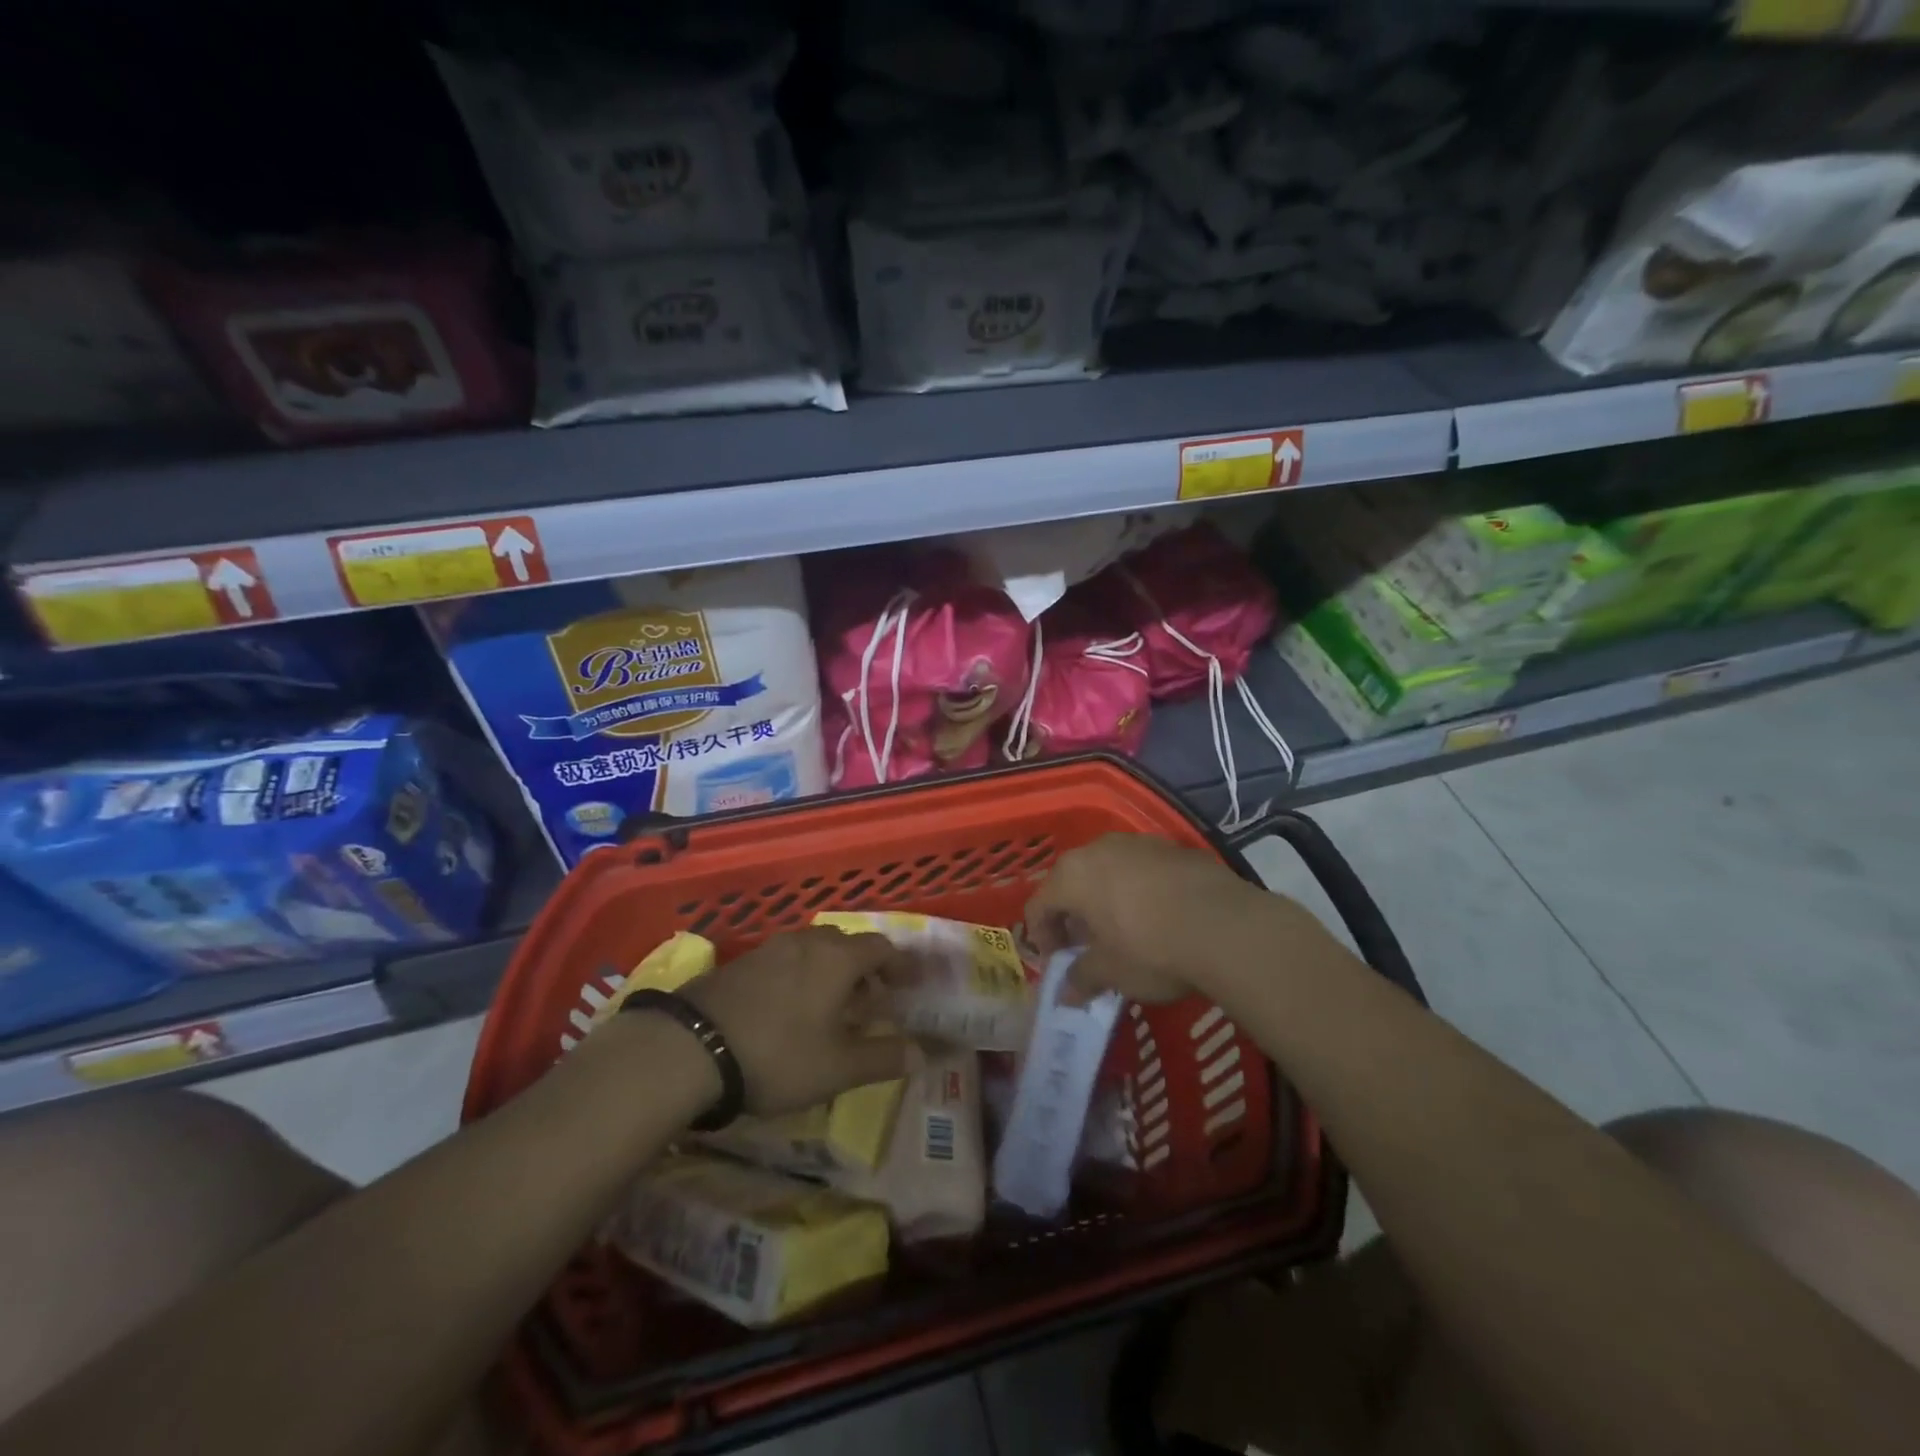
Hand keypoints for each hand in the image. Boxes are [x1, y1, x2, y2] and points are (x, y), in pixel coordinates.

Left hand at [682, 928, 909, 1116]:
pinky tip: (788, 1008)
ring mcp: (769, 949)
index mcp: (838, 959)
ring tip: (829, 1006)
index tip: (909, 985)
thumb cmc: (778, 1055)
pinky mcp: (739, 963)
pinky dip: (799, 976)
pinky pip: (783, 960)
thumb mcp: (838, 1067)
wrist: (691, 1048)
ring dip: (829, 970)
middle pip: (846, 943)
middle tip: (870, 999)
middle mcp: (807, 942)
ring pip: (812, 949)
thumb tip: (923, 1053)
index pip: (881, 948)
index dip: (899, 965)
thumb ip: (883, 1058)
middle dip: (863, 968)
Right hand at [1025, 833, 1300, 1004]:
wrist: (1226, 927)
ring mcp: (1138, 843)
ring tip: (1121, 930)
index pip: (1039, 905)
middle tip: (1085, 946)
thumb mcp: (1111, 973)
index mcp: (1072, 876)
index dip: (1042, 936)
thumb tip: (1065, 994)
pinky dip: (1138, 889)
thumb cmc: (1151, 950)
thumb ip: (1082, 978)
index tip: (1058, 962)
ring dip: (1105, 898)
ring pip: (1107, 870)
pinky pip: (1141, 868)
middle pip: (1071, 881)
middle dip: (1073, 914)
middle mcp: (1098, 849)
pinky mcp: (1173, 847)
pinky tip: (1158, 916)